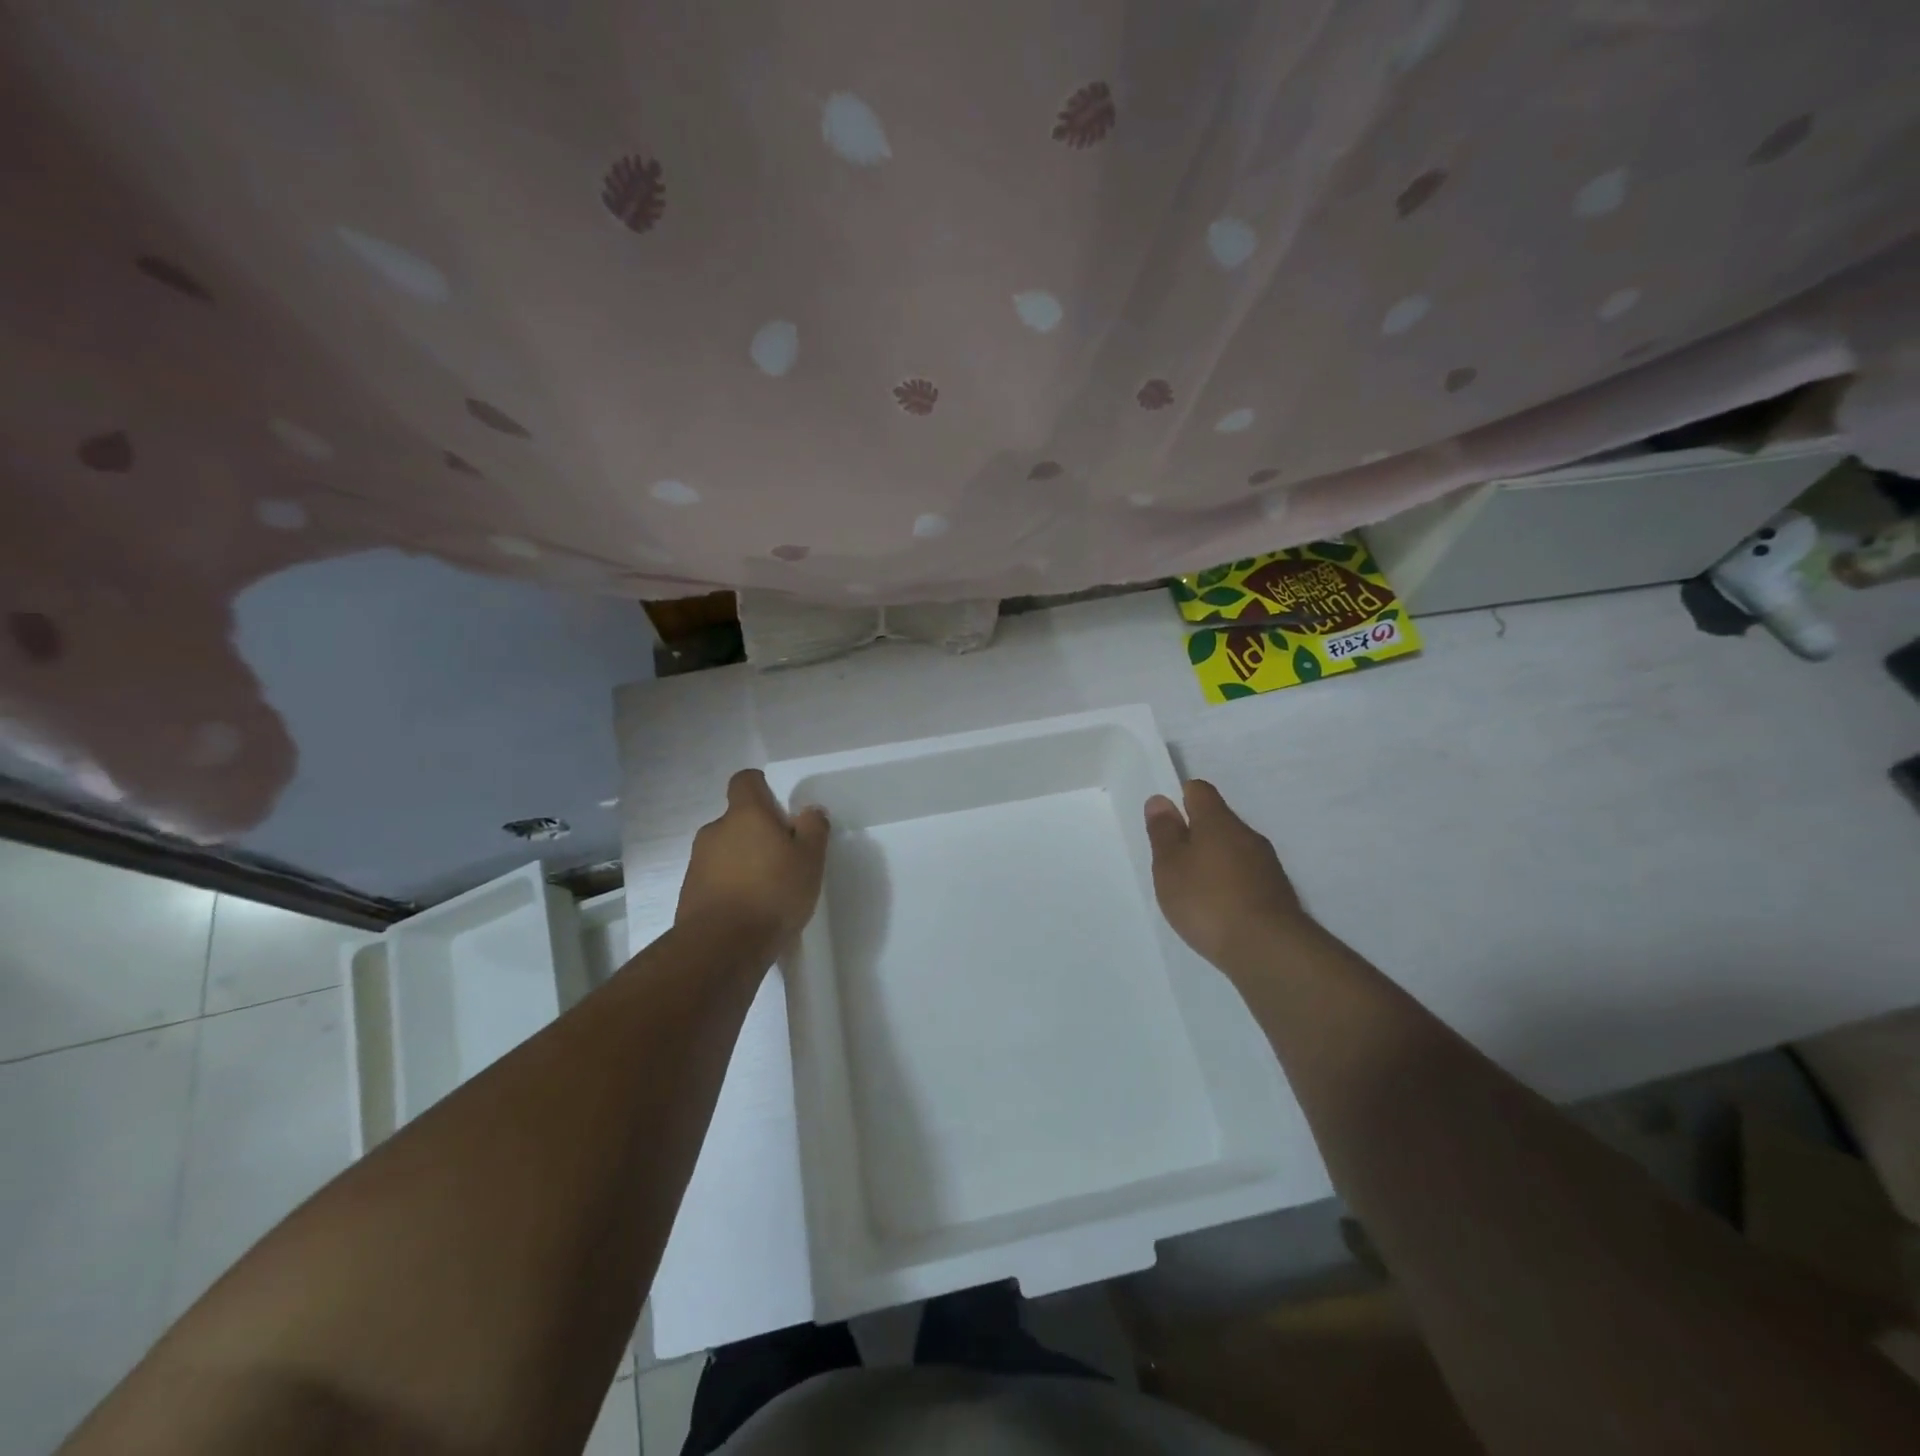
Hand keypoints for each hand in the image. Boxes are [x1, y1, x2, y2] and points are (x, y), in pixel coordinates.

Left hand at [676, 769, 828, 944]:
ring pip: (727, 851)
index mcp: (745, 814)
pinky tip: (750, 912)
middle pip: (738, 820)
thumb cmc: (773, 893)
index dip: (762, 788)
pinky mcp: (689, 893)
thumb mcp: (810, 859)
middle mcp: (715, 830)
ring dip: (745, 863)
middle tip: (784, 860)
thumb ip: (813, 828)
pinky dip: (732, 888)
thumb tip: (809, 811)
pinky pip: (716, 879)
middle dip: (758, 834)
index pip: (746, 781)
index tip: (780, 810)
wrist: (721, 947)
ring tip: (769, 892)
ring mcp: (698, 862)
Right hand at [1144, 779, 1312, 973]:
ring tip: (1193, 889)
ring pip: (1233, 849)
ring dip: (1213, 861)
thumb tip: (1160, 799)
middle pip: (1217, 821)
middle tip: (1172, 861)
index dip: (1180, 798)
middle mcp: (1247, 834)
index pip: (1199, 791)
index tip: (1165, 822)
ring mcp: (1267, 864)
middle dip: (1195, 834)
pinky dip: (1230, 884)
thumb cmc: (1207, 900)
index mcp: (1218, 821)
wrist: (1268, 949)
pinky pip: (1246, 875)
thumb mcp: (1170, 866)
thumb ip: (1163, 832)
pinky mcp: (1277, 893)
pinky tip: (1218, 909)